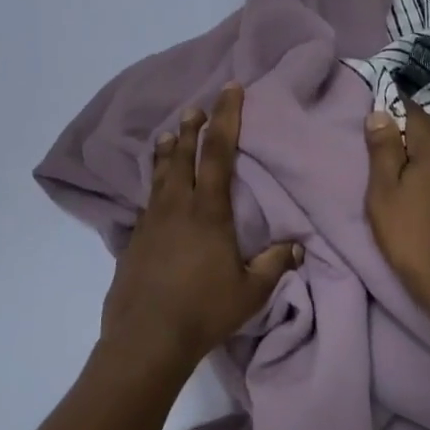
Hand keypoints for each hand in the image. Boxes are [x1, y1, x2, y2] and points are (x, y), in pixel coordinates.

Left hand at [95, 84, 300, 384]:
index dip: (226, 118)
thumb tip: (295, 246)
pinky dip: (153, 183)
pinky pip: (147, 200)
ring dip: (166, 150)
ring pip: (159, 174)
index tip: (229, 90)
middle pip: (182, 155)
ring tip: (168, 133)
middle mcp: (176, 207)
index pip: (219, 153)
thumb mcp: (250, 291)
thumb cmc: (203, 311)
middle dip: (191, 128)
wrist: (146, 339)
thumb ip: (274, 264)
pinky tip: (155, 190)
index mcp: (208, 212)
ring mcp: (150, 222)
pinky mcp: (134, 240)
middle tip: (195, 108)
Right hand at [364, 101, 429, 314]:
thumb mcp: (384, 191)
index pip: (412, 110)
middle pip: (429, 128)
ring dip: (419, 148)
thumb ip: (383, 150)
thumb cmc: (411, 233)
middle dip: (405, 126)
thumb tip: (380, 113)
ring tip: (395, 160)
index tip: (371, 112)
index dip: (391, 106)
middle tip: (378, 137)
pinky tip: (418, 182)